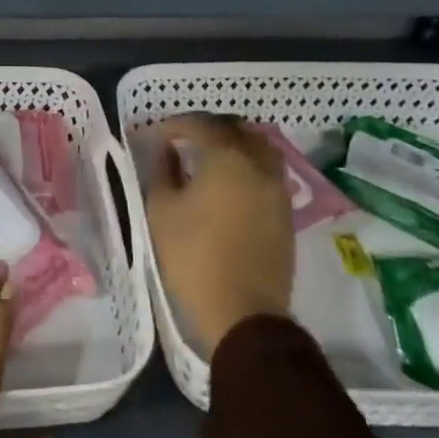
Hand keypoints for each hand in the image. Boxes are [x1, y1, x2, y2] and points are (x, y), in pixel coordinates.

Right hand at [146, 113, 295, 357]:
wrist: (242, 314)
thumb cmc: (193, 256)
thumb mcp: (161, 209)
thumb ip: (161, 169)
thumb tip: (165, 149)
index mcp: (227, 157)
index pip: (199, 123)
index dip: (172, 125)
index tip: (153, 137)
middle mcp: (258, 164)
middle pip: (234, 128)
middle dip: (205, 128)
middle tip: (180, 140)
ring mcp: (277, 188)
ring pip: (258, 147)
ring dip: (233, 144)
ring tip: (207, 158)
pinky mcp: (285, 213)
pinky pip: (267, 172)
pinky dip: (247, 166)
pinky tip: (227, 184)